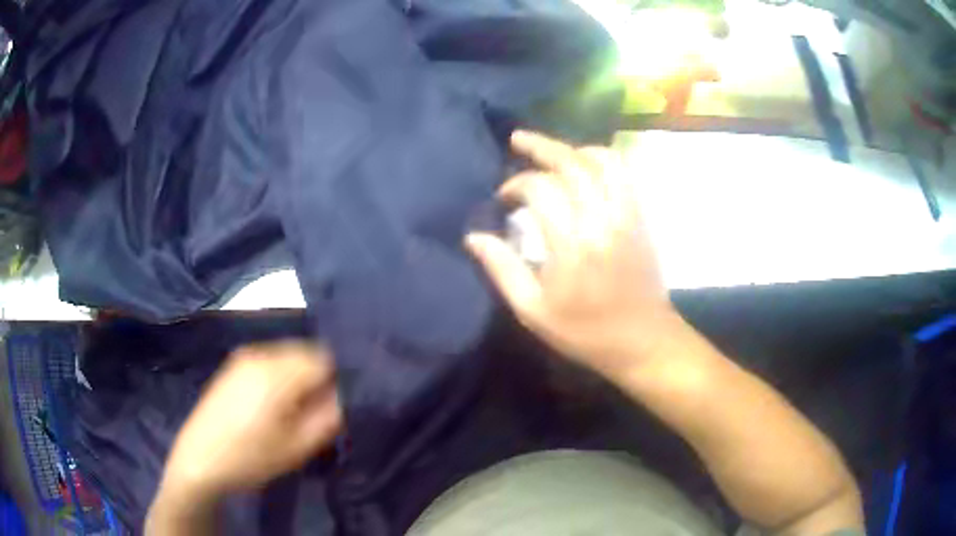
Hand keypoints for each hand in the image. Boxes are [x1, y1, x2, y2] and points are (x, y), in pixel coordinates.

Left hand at [160, 341, 341, 498]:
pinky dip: (282, 377)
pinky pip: (271, 361)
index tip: (335, 407)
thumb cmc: (250, 458)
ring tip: (292, 413)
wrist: (199, 459)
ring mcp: (244, 356)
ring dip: (300, 378)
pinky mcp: (234, 364)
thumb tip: (346, 395)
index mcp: (277, 372)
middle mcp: (261, 353)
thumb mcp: (297, 447)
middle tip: (314, 414)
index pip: (326, 358)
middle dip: (318, 379)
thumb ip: (329, 417)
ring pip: (289, 356)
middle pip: (307, 353)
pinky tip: (271, 406)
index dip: (338, 381)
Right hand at [466, 131, 680, 376]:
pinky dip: (601, 159)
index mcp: (572, 246)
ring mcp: (626, 215)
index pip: (541, 189)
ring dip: (573, 149)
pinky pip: (624, 173)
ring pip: (601, 161)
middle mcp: (601, 221)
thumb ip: (502, 269)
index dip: (517, 185)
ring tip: (552, 151)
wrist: (642, 340)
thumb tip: (474, 236)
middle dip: (541, 146)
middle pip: (572, 164)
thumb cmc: (585, 332)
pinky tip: (585, 163)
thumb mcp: (534, 311)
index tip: (504, 198)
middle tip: (518, 140)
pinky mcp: (640, 217)